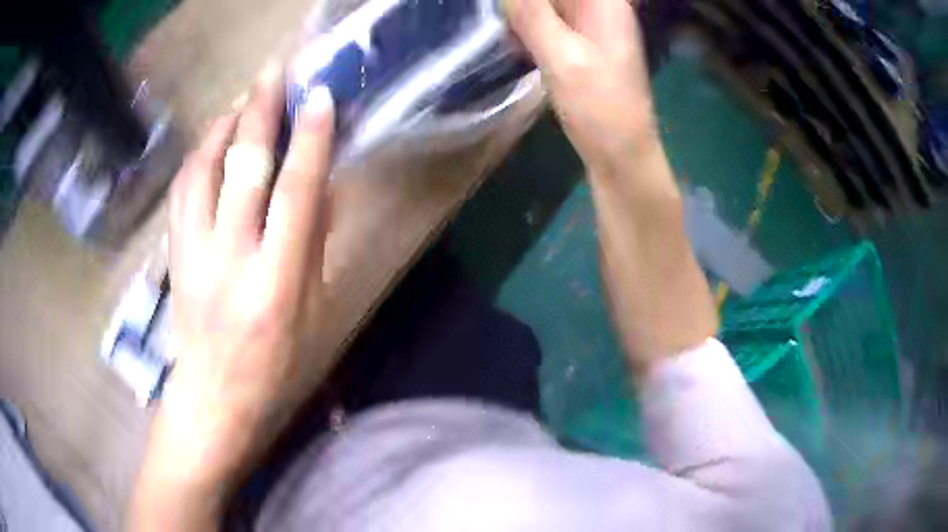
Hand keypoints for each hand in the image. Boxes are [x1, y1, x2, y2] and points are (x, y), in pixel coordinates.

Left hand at [131, 64, 334, 529]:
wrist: (213, 395)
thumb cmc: (274, 365)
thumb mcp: (312, 313)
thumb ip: (315, 243)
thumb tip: (322, 183)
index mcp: (276, 284)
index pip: (295, 194)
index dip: (311, 139)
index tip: (321, 98)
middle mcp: (230, 261)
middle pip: (243, 168)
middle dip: (261, 112)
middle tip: (276, 73)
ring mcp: (193, 255)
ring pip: (202, 170)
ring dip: (225, 125)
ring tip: (244, 98)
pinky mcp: (173, 254)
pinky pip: (182, 189)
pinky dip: (199, 154)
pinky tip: (213, 138)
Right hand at [506, 0, 657, 172]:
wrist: (621, 157)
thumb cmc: (599, 107)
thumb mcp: (562, 56)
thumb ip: (531, 14)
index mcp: (605, 3)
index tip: (508, 8)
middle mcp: (600, 10)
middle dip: (524, 5)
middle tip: (502, 21)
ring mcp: (590, 31)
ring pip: (547, 8)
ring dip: (522, 15)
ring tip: (502, 31)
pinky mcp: (580, 50)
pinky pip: (548, 27)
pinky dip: (528, 31)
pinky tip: (512, 43)